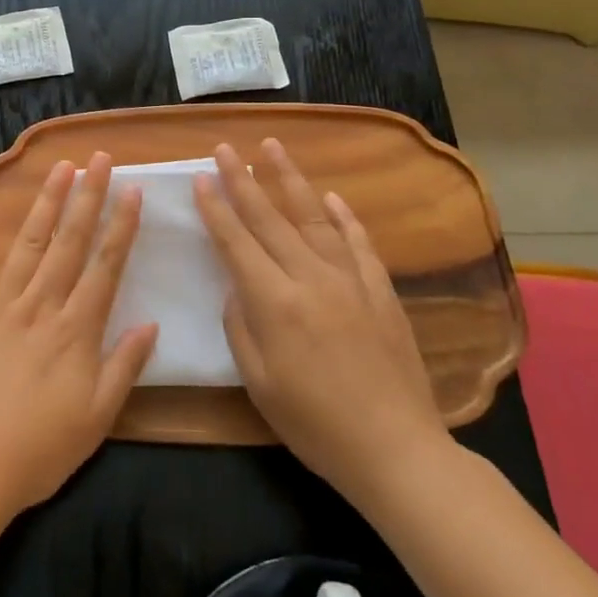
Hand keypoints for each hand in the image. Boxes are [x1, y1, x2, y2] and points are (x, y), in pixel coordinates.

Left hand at [0, 152, 157, 521]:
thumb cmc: (39, 450)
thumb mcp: (97, 418)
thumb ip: (125, 367)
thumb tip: (152, 323)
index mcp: (75, 331)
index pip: (105, 266)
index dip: (121, 226)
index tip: (132, 189)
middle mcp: (40, 306)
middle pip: (68, 242)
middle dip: (86, 197)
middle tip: (98, 160)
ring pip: (27, 244)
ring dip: (44, 203)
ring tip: (58, 168)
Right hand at [193, 139, 448, 501]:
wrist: (397, 450)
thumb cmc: (315, 424)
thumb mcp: (259, 383)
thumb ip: (241, 326)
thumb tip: (237, 286)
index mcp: (275, 303)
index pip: (236, 242)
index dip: (216, 208)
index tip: (201, 177)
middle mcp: (311, 278)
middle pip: (270, 218)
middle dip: (243, 180)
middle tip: (225, 148)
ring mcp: (350, 280)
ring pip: (313, 217)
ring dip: (290, 179)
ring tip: (272, 146)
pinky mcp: (380, 291)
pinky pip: (358, 242)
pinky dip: (342, 216)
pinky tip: (330, 196)